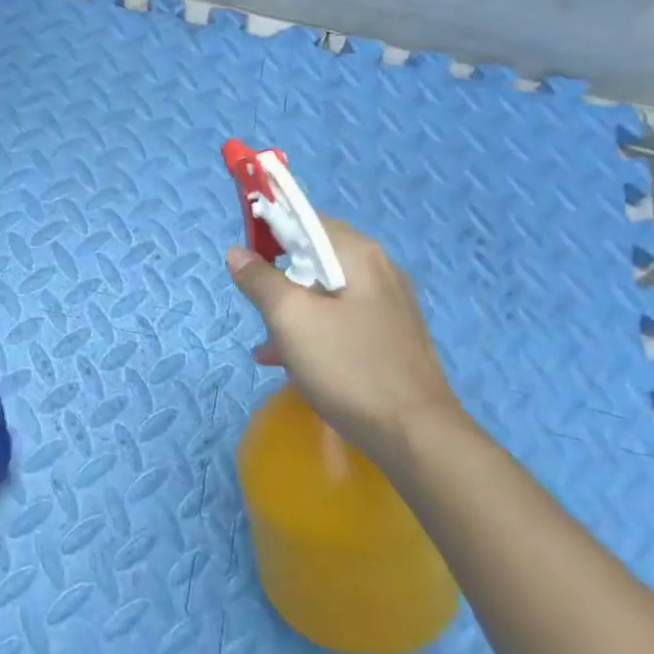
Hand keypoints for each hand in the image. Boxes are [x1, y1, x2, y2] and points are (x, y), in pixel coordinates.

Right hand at [227, 219, 465, 469]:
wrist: (415, 434)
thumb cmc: (347, 367)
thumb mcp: (289, 319)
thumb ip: (259, 280)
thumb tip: (237, 252)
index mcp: (357, 254)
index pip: (305, 219)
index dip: (269, 230)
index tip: (245, 259)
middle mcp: (379, 269)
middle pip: (315, 256)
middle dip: (279, 277)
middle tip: (257, 306)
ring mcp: (390, 304)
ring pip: (326, 291)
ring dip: (291, 309)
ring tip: (267, 342)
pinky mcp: (392, 336)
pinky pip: (342, 318)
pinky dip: (313, 329)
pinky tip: (291, 361)